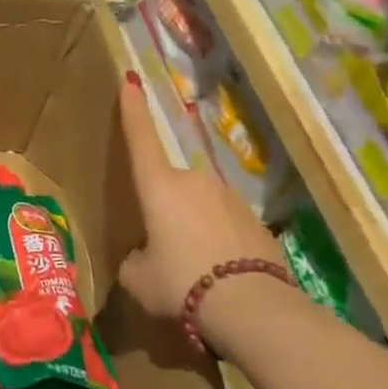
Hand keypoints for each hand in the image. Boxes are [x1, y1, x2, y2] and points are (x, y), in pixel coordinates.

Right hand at [117, 73, 285, 336]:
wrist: (253, 308)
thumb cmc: (180, 283)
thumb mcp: (138, 278)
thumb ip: (134, 258)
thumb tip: (143, 255)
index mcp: (158, 186)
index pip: (140, 139)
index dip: (133, 110)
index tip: (131, 80)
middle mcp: (195, 182)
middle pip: (170, 186)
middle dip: (164, 209)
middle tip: (161, 249)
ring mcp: (230, 199)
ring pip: (199, 206)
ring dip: (192, 226)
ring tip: (192, 269)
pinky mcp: (256, 221)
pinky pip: (225, 225)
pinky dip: (218, 243)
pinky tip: (219, 276)